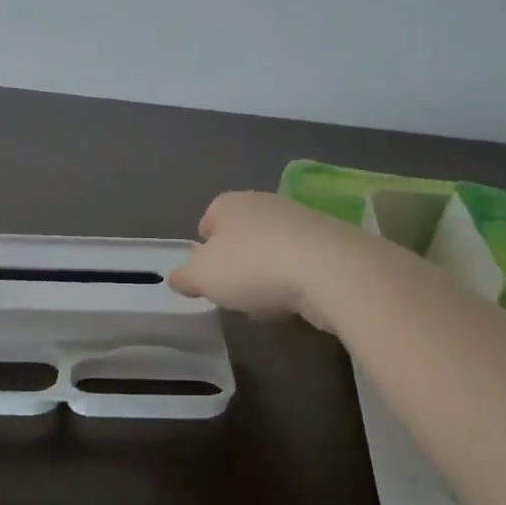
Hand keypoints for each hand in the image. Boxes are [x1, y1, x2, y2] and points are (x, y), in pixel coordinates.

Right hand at [167, 192, 357, 330]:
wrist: (328, 269)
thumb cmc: (252, 266)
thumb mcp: (203, 277)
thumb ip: (186, 277)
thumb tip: (176, 277)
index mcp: (230, 203)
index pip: (209, 217)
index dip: (204, 245)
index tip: (206, 272)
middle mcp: (264, 202)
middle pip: (242, 231)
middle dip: (237, 258)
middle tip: (233, 290)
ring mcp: (300, 219)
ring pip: (272, 245)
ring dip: (267, 270)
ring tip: (265, 302)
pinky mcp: (329, 241)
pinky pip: (300, 260)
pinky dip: (294, 278)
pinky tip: (294, 301)